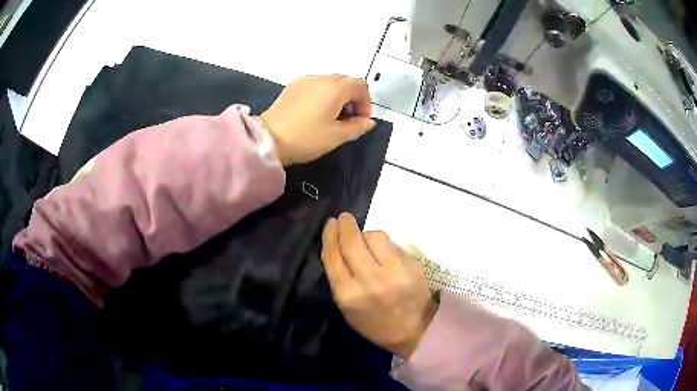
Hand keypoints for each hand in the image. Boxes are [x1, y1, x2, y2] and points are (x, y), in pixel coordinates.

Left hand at [260, 75, 375, 165]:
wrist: (267, 140)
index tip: (361, 120)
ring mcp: (304, 81)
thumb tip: (368, 122)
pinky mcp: (292, 87)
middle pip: (345, 81)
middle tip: (348, 120)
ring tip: (331, 118)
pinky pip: (315, 86)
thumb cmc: (305, 138)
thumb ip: (357, 127)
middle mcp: (321, 78)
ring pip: (330, 83)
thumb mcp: (336, 137)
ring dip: (337, 97)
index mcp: (335, 87)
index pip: (360, 85)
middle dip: (352, 99)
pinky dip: (323, 95)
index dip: (366, 102)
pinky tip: (315, 113)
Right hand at [320, 213, 437, 358]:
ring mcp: (394, 272)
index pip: (333, 256)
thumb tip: (337, 247)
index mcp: (348, 295)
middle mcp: (370, 281)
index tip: (331, 223)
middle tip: (344, 218)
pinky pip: (393, 244)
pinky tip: (384, 251)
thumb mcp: (347, 309)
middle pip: (353, 242)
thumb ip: (339, 279)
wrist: (414, 330)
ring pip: (375, 236)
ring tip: (368, 242)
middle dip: (346, 225)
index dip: (330, 236)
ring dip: (367, 235)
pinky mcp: (412, 266)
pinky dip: (385, 244)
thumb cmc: (375, 323)